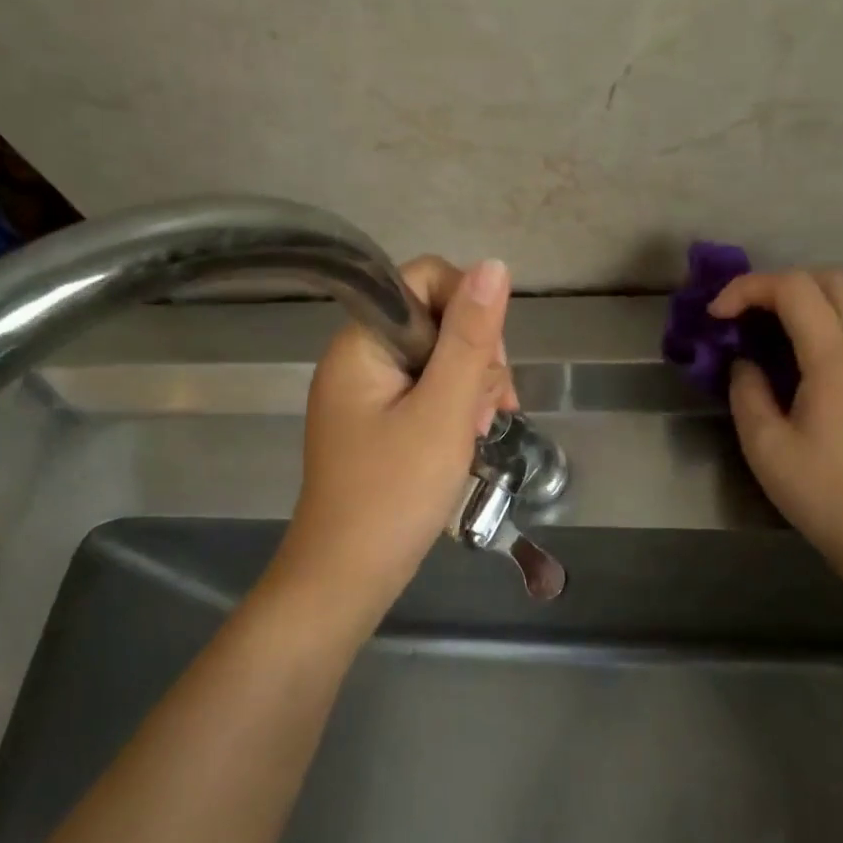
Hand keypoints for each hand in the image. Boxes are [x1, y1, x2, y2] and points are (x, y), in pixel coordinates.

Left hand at [265, 255, 513, 627]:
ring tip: (479, 432)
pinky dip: (454, 408)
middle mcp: (359, 357)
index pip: (424, 279)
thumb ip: (470, 338)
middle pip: (436, 318)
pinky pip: (426, 391)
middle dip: (475, 357)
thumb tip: (494, 265)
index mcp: (362, 342)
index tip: (489, 364)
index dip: (469, 308)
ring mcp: (367, 392)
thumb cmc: (394, 493)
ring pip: (438, 357)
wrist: (347, 577)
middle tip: (488, 411)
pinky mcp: (378, 421)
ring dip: (471, 386)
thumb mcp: (443, 411)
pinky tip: (468, 438)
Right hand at [711, 270, 842, 579]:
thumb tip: (745, 362)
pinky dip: (835, 315)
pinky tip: (810, 353)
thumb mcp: (765, 446)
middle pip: (830, 279)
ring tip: (779, 325)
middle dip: (780, 285)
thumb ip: (747, 391)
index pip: (793, 288)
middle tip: (746, 316)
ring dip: (814, 295)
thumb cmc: (823, 492)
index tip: (716, 316)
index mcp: (835, 358)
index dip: (747, 289)